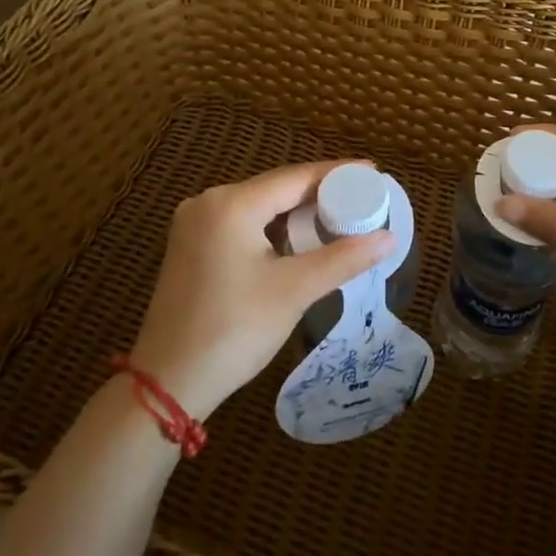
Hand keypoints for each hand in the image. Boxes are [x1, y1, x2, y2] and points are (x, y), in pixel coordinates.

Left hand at [128, 161, 394, 421]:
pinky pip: (243, 221)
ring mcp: (195, 223)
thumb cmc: (233, 331)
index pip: (296, 177)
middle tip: (362, 195)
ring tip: (340, 213)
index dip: (337, 173)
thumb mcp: (294, 291)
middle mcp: (209, 202)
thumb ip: (343, 258)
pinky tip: (299, 235)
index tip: (373, 171)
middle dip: (320, 191)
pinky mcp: (191, 244)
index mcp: (231, 204)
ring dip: (297, 209)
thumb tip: (389, 237)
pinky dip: (274, 225)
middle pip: (276, 187)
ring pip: (260, 204)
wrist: (167, 384)